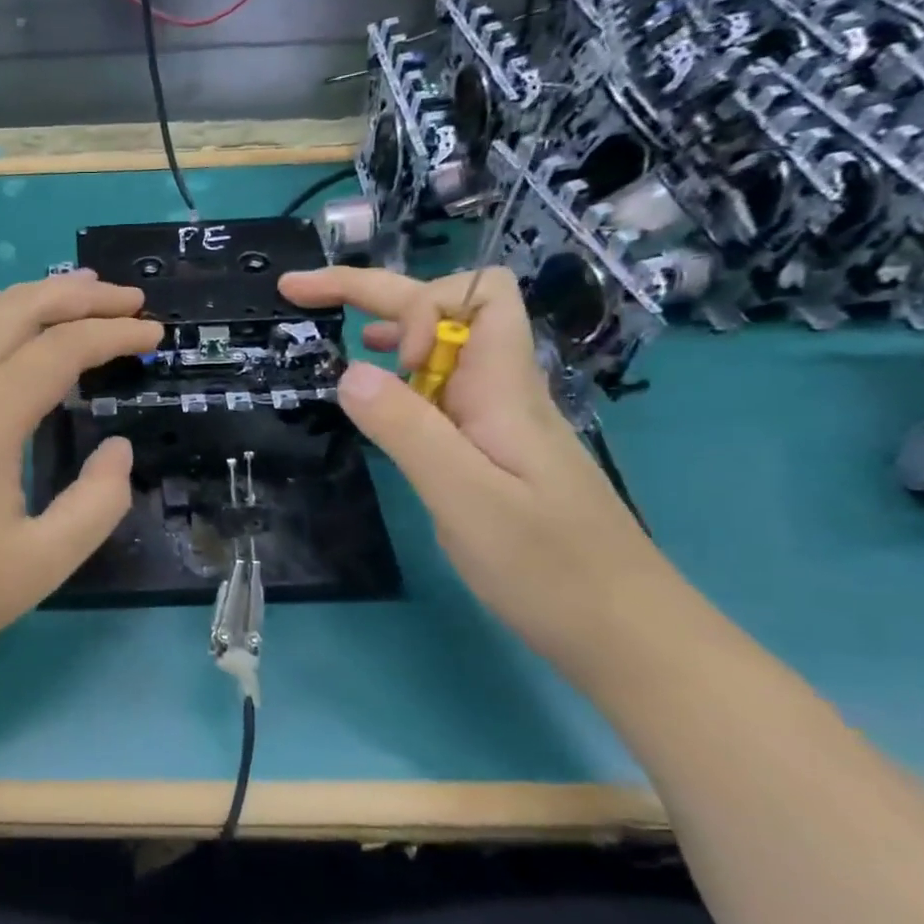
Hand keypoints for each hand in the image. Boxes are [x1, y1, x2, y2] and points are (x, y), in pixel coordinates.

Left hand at [0, 272, 161, 683]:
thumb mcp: (47, 561)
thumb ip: (100, 500)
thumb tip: (117, 448)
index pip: (59, 349)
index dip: (113, 334)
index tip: (154, 333)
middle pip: (15, 310)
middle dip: (78, 295)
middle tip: (127, 299)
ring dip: (34, 301)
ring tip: (80, 298)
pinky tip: (15, 342)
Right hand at [279, 265, 681, 666]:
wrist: (624, 631)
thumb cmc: (548, 568)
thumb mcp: (465, 498)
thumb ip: (406, 430)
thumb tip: (348, 370)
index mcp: (503, 388)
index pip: (473, 292)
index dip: (413, 303)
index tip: (378, 353)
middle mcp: (502, 391)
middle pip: (447, 308)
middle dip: (370, 291)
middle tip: (298, 292)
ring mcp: (498, 422)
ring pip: (443, 349)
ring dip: (387, 332)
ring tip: (337, 348)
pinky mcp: (492, 453)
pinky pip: (440, 393)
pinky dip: (400, 382)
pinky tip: (378, 410)